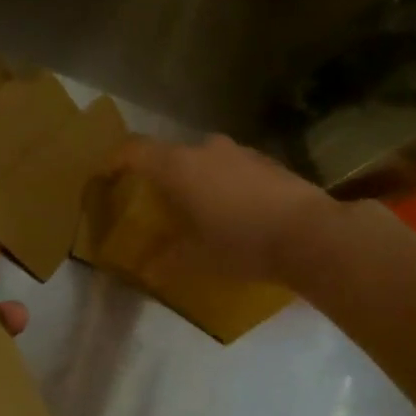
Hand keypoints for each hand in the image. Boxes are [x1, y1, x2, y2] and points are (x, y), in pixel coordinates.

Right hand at [117, 135, 335, 281]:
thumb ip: (166, 257)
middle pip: (170, 156)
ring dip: (195, 182)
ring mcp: (240, 152)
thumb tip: (149, 266)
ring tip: (198, 213)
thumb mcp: (196, 258)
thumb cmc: (242, 244)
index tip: (104, 175)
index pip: (134, 151)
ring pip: (204, 162)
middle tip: (157, 206)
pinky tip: (234, 214)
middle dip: (160, 178)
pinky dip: (223, 185)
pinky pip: (231, 169)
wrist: (311, 235)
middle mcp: (206, 149)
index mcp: (179, 167)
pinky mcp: (267, 162)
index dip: (113, 161)